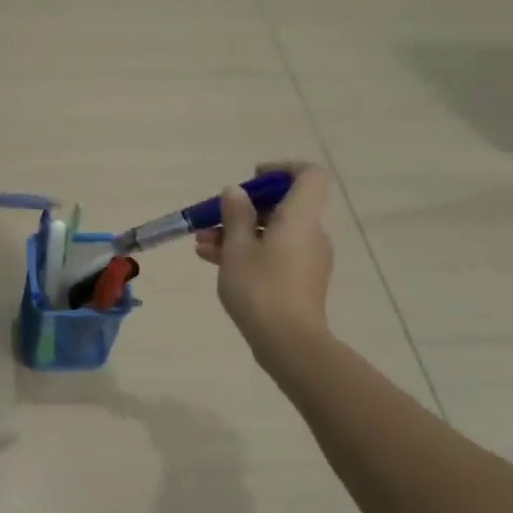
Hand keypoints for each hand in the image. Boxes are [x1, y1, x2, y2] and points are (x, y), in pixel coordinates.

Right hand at [195, 163, 334, 374]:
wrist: (288, 343)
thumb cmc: (261, 288)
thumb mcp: (237, 248)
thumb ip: (235, 215)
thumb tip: (235, 191)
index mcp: (300, 217)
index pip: (309, 175)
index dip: (281, 169)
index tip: (251, 179)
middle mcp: (310, 233)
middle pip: (282, 206)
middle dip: (243, 208)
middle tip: (211, 218)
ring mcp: (307, 259)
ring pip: (272, 232)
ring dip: (237, 232)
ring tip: (201, 244)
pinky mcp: (299, 280)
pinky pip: (273, 253)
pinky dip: (247, 252)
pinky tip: (213, 260)